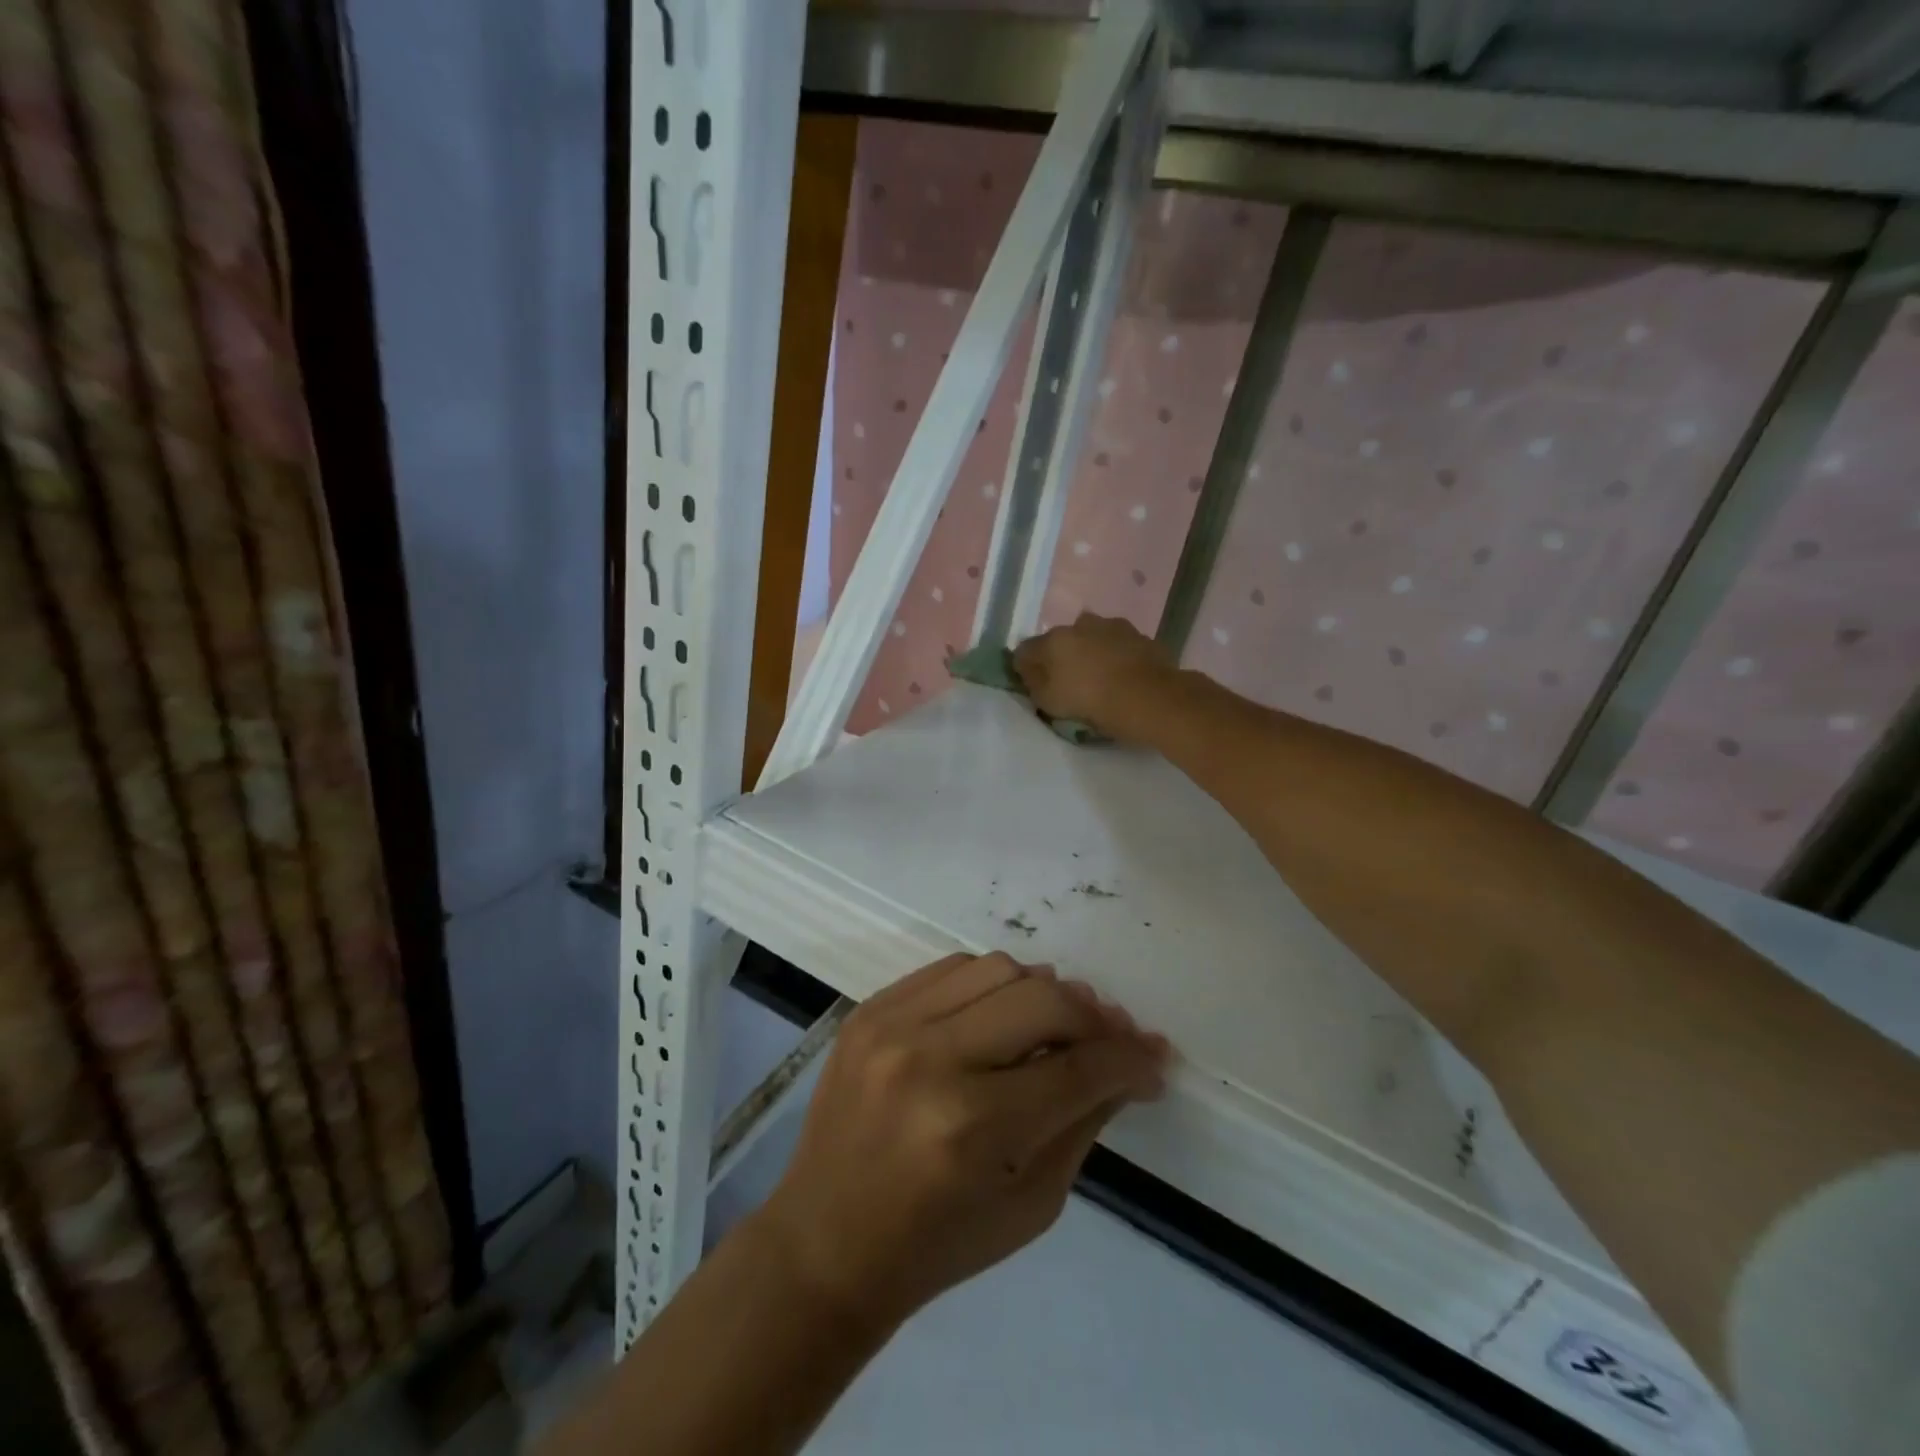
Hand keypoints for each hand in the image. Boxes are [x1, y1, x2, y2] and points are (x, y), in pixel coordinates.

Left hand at [756, 954, 1168, 1329]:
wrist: (826, 1241)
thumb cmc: (937, 1243)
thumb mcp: (1032, 1204)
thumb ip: (1083, 1121)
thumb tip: (1129, 1062)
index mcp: (973, 1127)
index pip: (1078, 1069)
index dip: (1129, 1059)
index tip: (1154, 1056)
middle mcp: (931, 1060)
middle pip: (1043, 1000)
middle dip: (1093, 1018)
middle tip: (1110, 1037)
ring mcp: (892, 1025)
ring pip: (998, 968)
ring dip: (1041, 992)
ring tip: (1054, 1023)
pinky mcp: (869, 1009)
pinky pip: (950, 968)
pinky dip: (989, 984)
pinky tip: (999, 1013)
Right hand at [1014, 613, 1176, 742]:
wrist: (1151, 698)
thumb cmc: (1093, 702)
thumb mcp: (1050, 703)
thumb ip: (1034, 683)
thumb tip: (1028, 669)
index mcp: (1054, 640)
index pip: (1026, 650)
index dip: (1026, 668)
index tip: (1034, 685)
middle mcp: (1081, 625)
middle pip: (1061, 640)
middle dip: (1062, 657)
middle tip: (1070, 682)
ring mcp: (1114, 626)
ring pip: (1093, 638)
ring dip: (1092, 652)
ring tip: (1100, 678)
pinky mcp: (1141, 636)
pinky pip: (1119, 645)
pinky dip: (1117, 656)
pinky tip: (1124, 676)